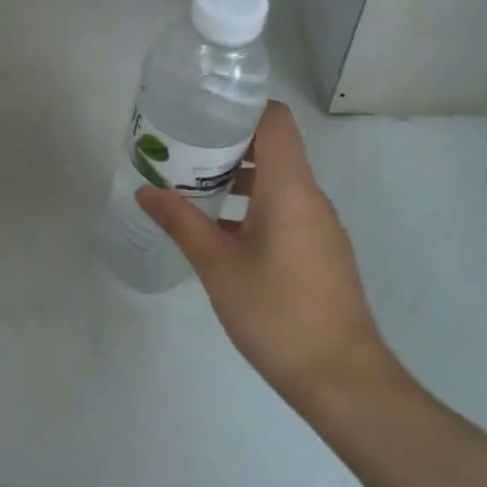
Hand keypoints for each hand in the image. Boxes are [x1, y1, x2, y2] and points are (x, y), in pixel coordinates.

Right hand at [135, 101, 399, 413]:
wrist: (342, 379)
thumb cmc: (276, 312)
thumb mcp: (218, 266)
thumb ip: (181, 223)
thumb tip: (145, 191)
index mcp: (290, 188)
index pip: (275, 121)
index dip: (242, 108)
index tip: (202, 112)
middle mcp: (311, 198)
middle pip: (273, 148)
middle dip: (227, 145)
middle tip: (183, 151)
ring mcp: (320, 226)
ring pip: (278, 182)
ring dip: (238, 179)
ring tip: (193, 189)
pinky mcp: (321, 252)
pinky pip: (285, 210)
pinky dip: (253, 207)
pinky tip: (220, 233)